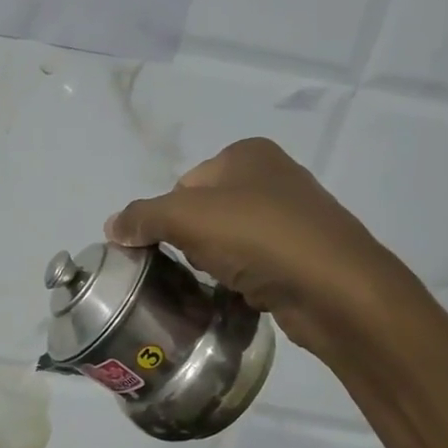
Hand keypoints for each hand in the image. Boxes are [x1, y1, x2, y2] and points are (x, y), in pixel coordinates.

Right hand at [105, 138, 411, 360]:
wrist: (335, 289)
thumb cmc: (259, 237)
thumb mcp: (187, 217)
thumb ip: (143, 217)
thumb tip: (112, 226)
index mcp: (247, 154)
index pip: (183, 184)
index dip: (166, 217)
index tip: (165, 247)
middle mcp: (272, 176)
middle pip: (203, 212)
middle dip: (190, 241)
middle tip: (192, 265)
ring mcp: (292, 217)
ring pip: (227, 240)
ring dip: (214, 262)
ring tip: (217, 282)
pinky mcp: (302, 255)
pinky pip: (253, 264)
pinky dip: (240, 278)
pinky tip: (240, 293)